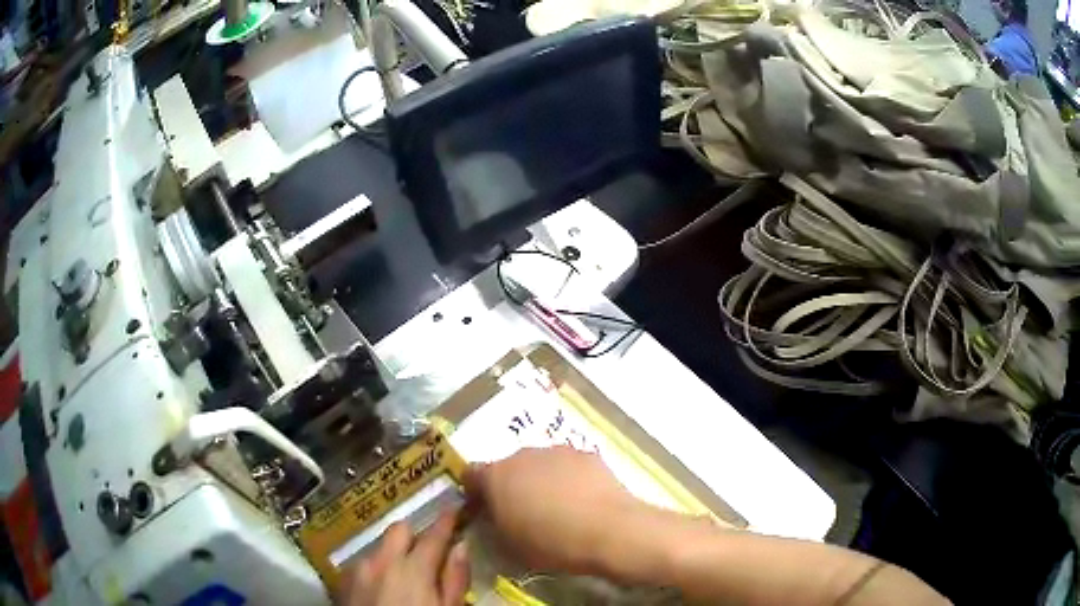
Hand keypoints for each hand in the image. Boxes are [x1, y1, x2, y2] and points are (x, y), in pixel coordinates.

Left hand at [337, 510, 469, 605]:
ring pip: (379, 547)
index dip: (447, 519)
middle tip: (429, 551)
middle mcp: (381, 562)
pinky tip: (385, 587)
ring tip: (405, 575)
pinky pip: (364, 563)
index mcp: (412, 569)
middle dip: (415, 533)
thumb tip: (462, 547)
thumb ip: (455, 579)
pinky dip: (378, 568)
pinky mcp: (344, 582)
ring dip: (394, 554)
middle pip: (399, 529)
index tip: (456, 507)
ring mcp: (358, 570)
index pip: (434, 534)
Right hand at [463, 446, 644, 574]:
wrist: (610, 531)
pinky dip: (569, 479)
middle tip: (523, 513)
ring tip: (557, 508)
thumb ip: (494, 526)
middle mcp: (522, 455)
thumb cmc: (552, 543)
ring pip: (539, 465)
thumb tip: (495, 518)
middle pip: (508, 468)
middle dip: (511, 487)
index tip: (485, 512)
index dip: (475, 494)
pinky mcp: (587, 454)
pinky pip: (567, 466)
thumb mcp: (509, 547)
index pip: (471, 475)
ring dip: (540, 481)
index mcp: (496, 476)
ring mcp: (557, 451)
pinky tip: (582, 501)